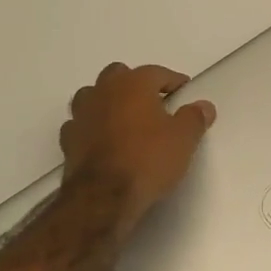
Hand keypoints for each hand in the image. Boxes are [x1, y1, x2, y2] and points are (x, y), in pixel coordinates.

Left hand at [59, 63, 214, 236]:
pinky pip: (81, 124)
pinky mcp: (67, 140)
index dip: (173, 82)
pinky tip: (104, 142)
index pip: (157, 73)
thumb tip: (203, 106)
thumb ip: (194, 118)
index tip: (184, 93)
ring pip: (93, 96)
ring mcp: (81, 114)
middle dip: (135, 84)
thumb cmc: (148, 159)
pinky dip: (92, 128)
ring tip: (126, 121)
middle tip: (153, 104)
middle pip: (119, 75)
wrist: (103, 198)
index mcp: (133, 84)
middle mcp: (103, 91)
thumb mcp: (184, 140)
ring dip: (108, 102)